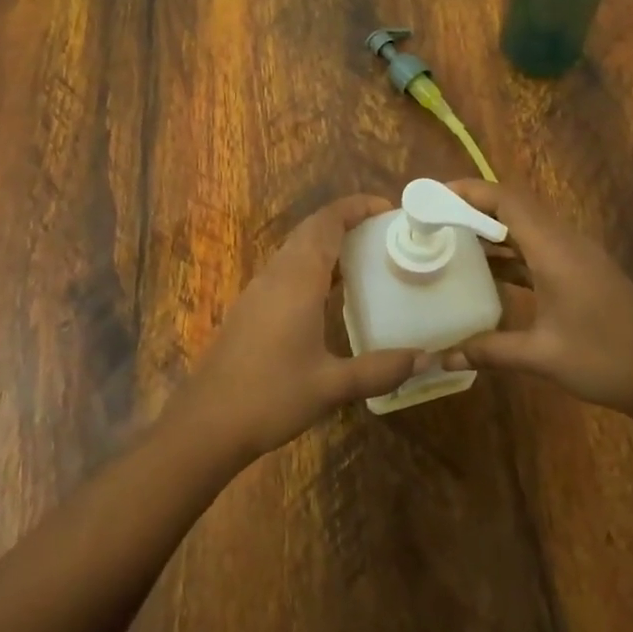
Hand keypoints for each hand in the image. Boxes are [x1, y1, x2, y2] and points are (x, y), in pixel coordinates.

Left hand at [170, 195, 425, 461]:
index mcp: (297, 280)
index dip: (356, 207)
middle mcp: (276, 275)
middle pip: (311, 230)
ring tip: (366, 258)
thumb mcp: (332, 386)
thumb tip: (426, 359)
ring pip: (296, 249)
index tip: (388, 209)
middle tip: (385, 233)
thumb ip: (380, 369)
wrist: (206, 424)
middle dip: (347, 221)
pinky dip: (313, 266)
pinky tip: (331, 294)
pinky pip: (286, 270)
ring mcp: (258, 291)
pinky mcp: (250, 309)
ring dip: (328, 243)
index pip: (327, 223)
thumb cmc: (271, 397)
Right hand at [439, 180, 632, 418]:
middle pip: (515, 207)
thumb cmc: (605, 359)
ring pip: (527, 227)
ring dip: (491, 229)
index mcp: (555, 250)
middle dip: (473, 206)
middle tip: (433, 218)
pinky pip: (538, 247)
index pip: (507, 200)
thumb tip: (441, 357)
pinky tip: (487, 271)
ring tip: (450, 239)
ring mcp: (576, 256)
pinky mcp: (582, 271)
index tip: (433, 196)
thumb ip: (489, 351)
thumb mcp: (541, 356)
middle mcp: (566, 242)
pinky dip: (510, 251)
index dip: (469, 191)